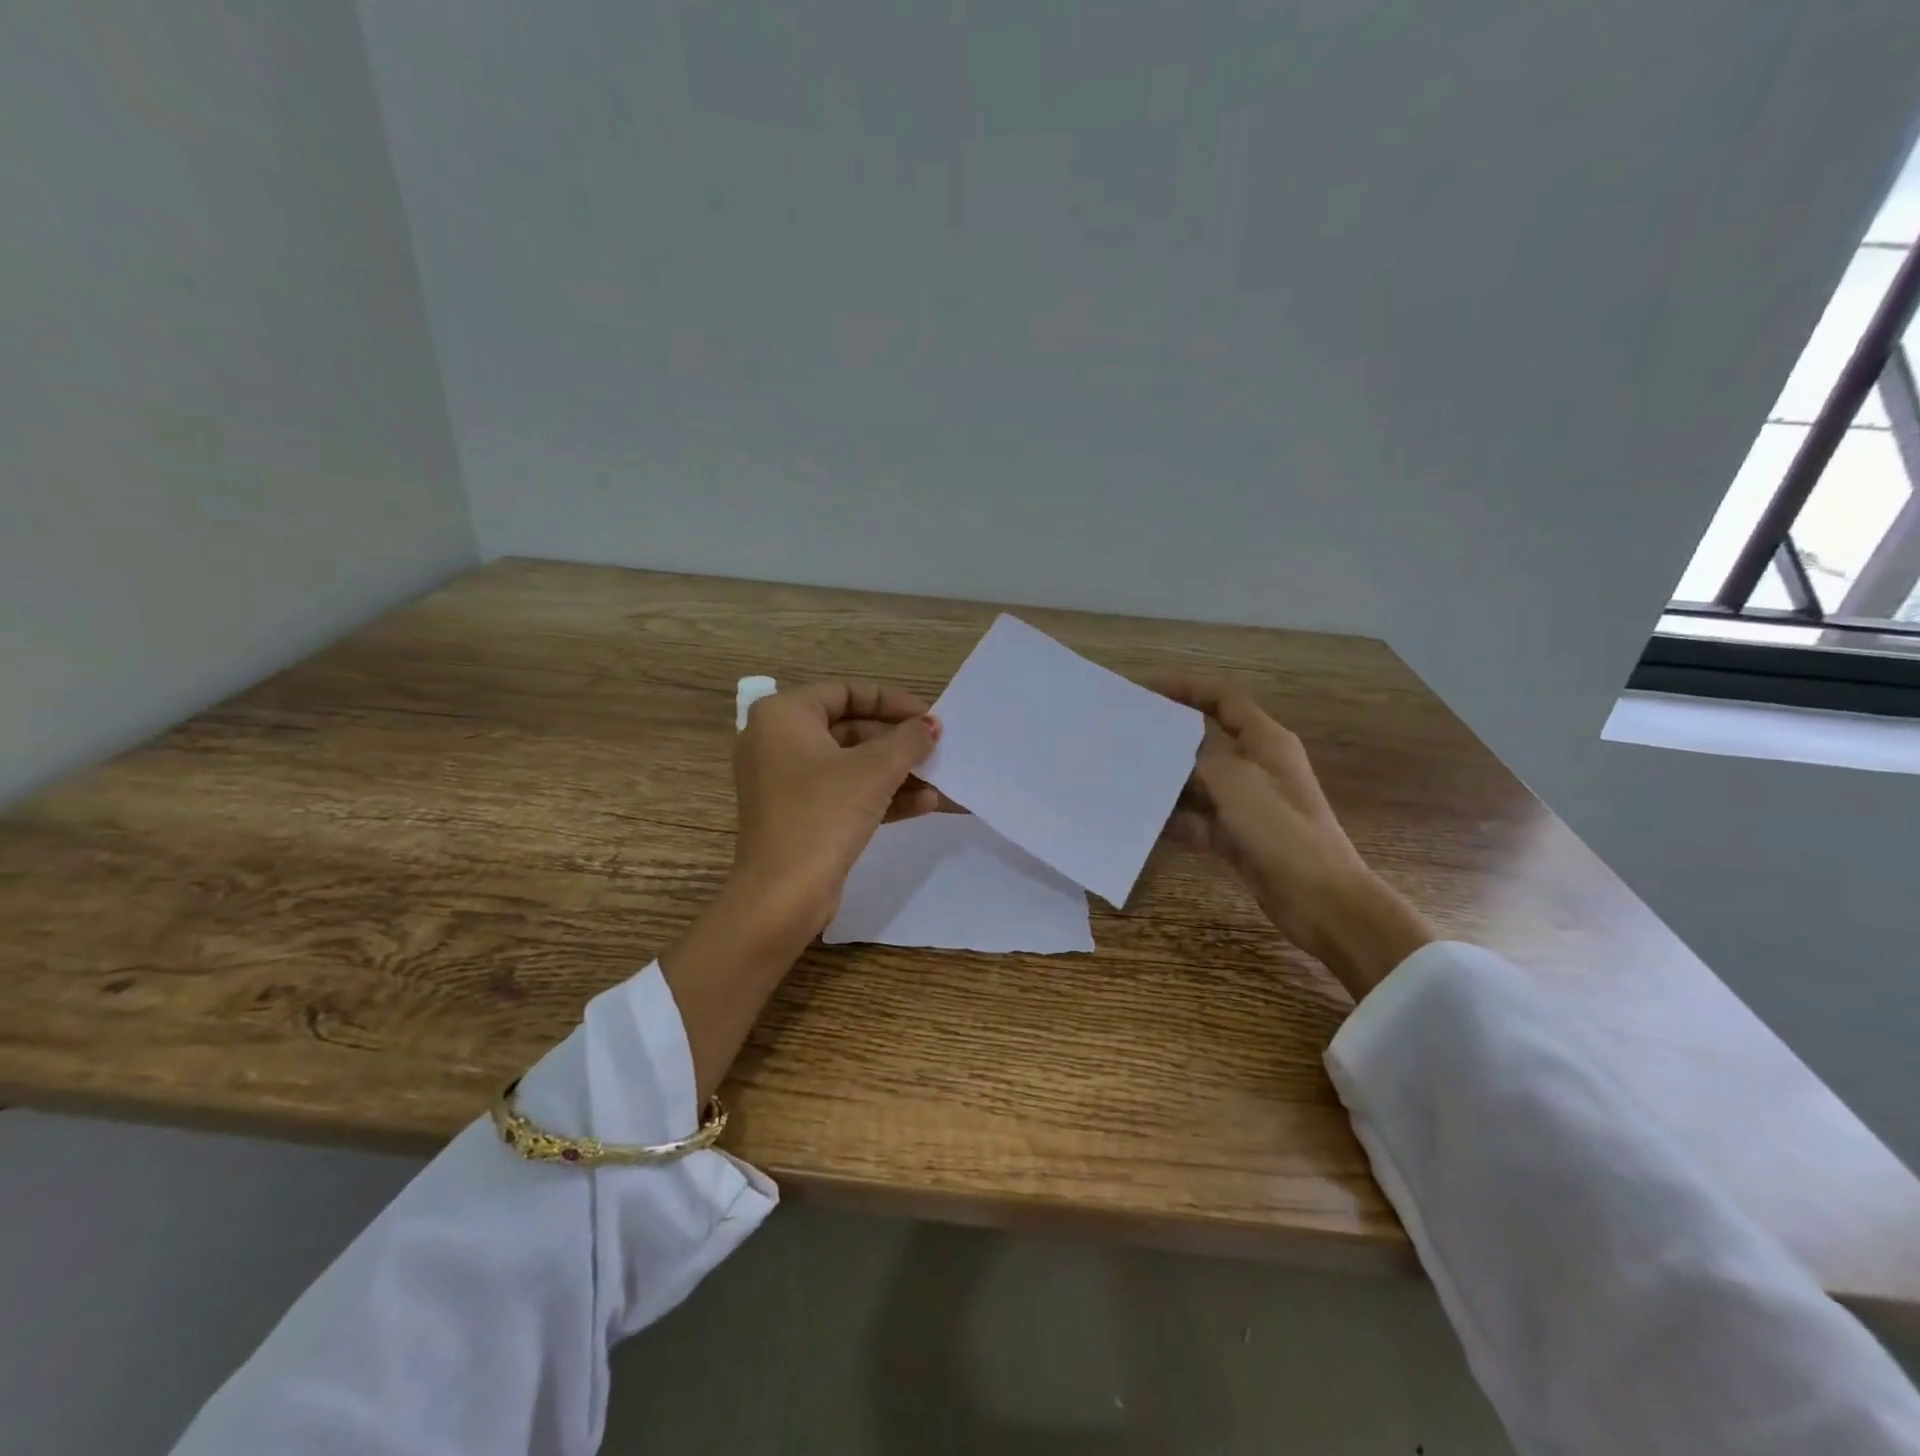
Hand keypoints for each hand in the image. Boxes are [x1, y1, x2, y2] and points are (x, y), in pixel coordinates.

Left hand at [729, 681, 944, 935]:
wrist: (782, 895)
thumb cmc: (822, 814)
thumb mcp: (874, 770)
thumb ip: (908, 740)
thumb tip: (932, 725)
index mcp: (783, 716)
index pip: (846, 692)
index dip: (892, 701)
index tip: (928, 717)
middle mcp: (778, 742)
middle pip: (850, 728)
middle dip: (898, 742)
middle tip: (937, 748)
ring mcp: (787, 782)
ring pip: (851, 765)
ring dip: (897, 772)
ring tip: (941, 779)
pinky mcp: (799, 816)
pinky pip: (845, 794)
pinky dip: (880, 796)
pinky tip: (925, 804)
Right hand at [1152, 676, 1432, 998]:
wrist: (1320, 900)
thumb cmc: (1282, 830)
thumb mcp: (1236, 782)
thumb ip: (1198, 756)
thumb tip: (1166, 748)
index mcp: (1265, 742)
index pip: (1224, 699)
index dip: (1188, 688)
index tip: (1146, 687)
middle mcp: (1255, 766)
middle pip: (1205, 740)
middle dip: (1166, 737)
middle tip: (1124, 734)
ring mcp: (1246, 804)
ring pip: (1196, 782)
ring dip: (1165, 781)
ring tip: (1122, 776)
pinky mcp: (1236, 836)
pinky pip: (1196, 819)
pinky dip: (1173, 819)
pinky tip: (1141, 820)